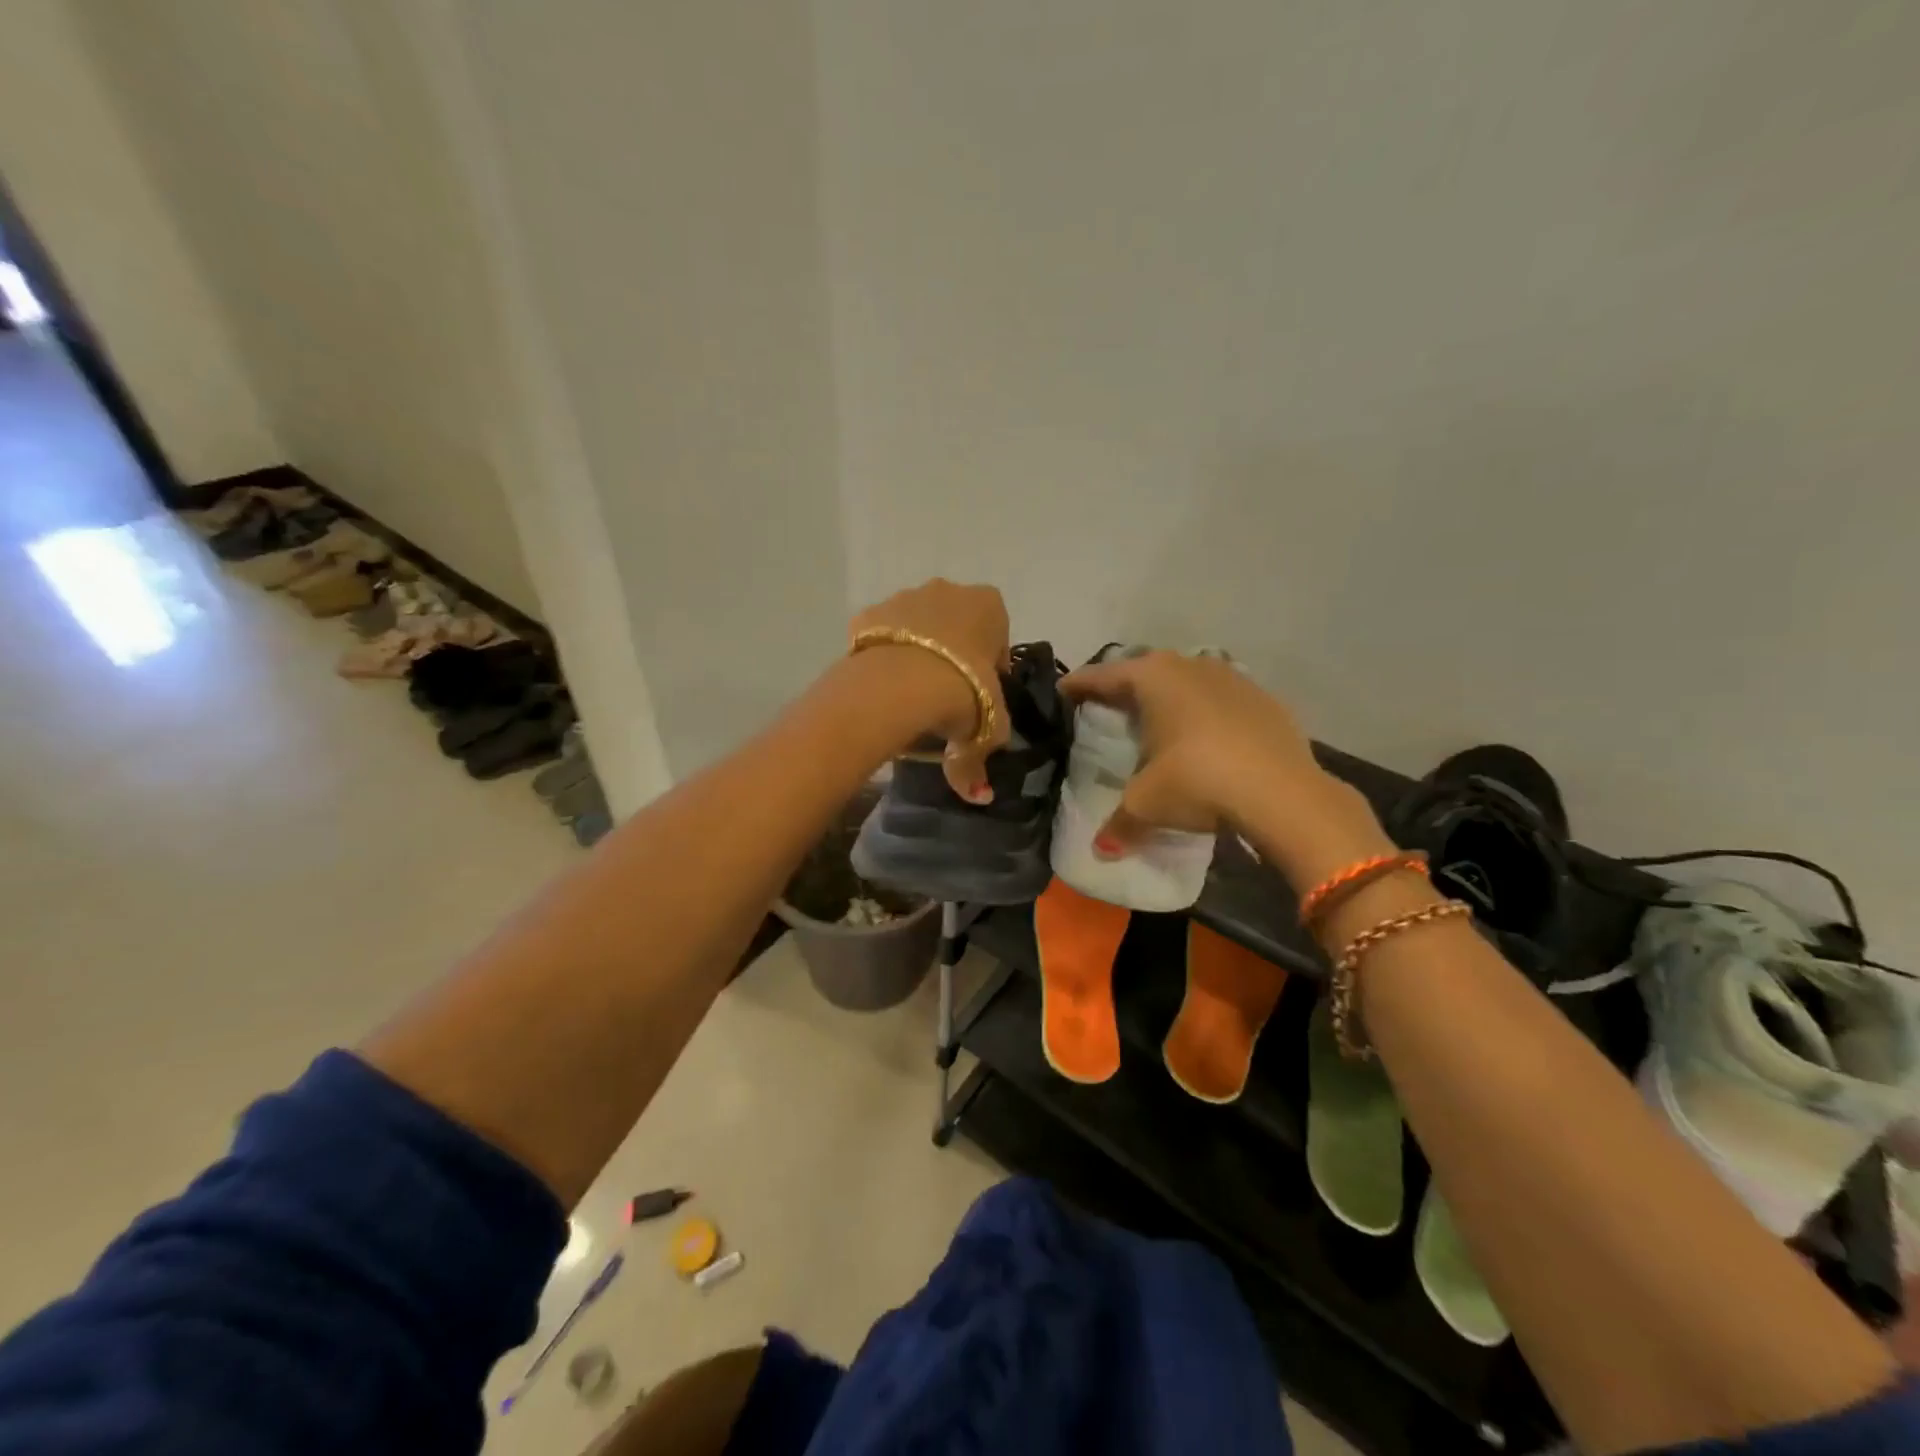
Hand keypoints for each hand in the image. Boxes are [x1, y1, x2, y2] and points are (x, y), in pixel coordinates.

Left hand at [848, 580, 1011, 799]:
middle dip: (953, 656)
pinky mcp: (867, 614)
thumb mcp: (986, 732)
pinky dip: (884, 657)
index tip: (980, 699)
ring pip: (916, 628)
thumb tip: (981, 795)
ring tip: (911, 696)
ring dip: (918, 653)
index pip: (998, 639)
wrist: (899, 685)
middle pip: (956, 626)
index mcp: (989, 605)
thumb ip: (979, 760)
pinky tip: (883, 687)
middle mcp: (947, 590)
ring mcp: (903, 597)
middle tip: (946, 698)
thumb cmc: (963, 694)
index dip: (990, 671)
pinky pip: (881, 636)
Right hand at [1060, 651, 1387, 881]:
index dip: (1079, 685)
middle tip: (1108, 706)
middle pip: (1145, 671)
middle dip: (1125, 687)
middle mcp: (1190, 666)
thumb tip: (1100, 851)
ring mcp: (1232, 678)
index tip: (1062, 691)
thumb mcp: (1147, 804)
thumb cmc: (1198, 782)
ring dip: (1169, 696)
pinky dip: (1205, 712)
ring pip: (1187, 680)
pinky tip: (1205, 737)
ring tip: (1157, 720)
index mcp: (1153, 678)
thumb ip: (1119, 823)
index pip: (1103, 676)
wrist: (1283, 793)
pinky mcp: (1264, 699)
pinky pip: (1221, 698)